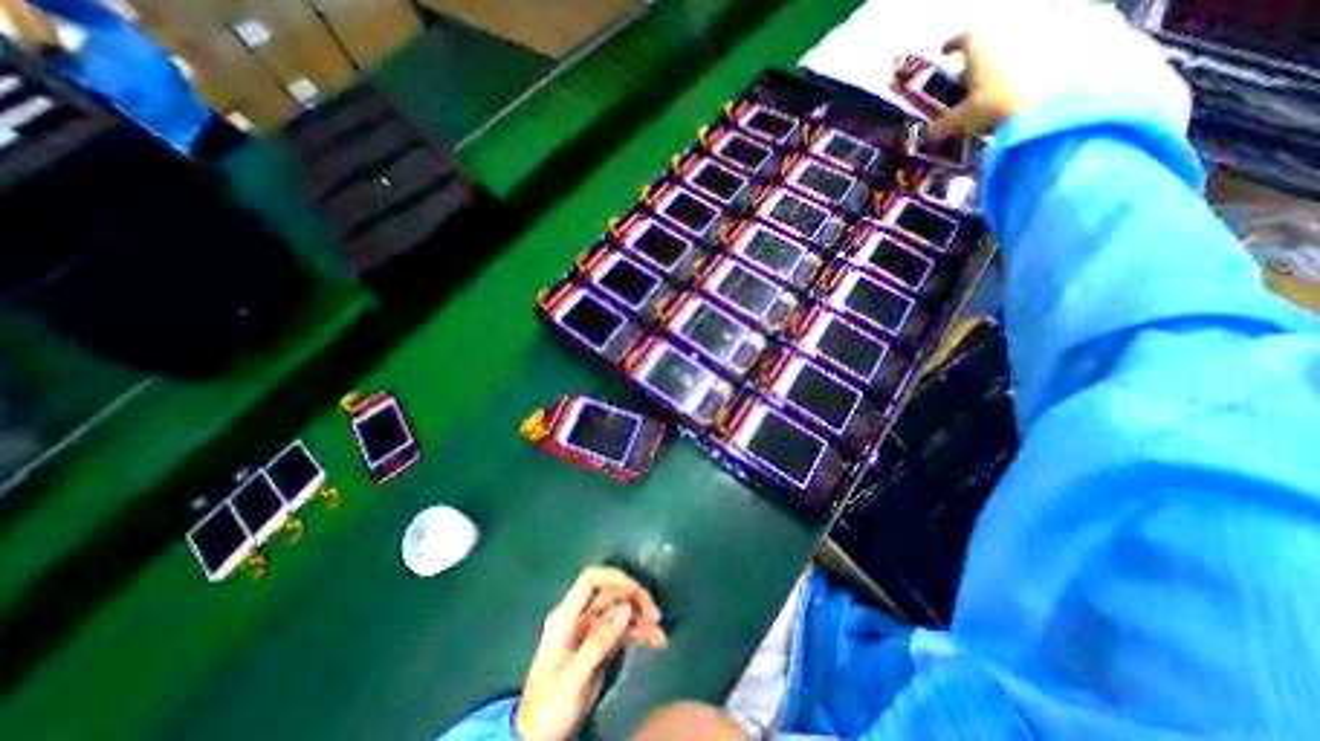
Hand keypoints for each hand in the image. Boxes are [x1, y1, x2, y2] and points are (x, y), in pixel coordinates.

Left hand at [513, 570, 665, 737]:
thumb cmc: (550, 706)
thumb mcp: (574, 676)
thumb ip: (599, 641)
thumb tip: (626, 607)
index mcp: (566, 616)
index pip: (591, 580)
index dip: (614, 578)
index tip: (637, 591)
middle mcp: (580, 617)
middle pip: (610, 593)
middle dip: (634, 598)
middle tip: (655, 615)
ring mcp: (592, 631)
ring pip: (621, 611)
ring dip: (641, 617)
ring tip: (660, 634)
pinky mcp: (602, 646)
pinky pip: (625, 630)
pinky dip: (641, 633)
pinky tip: (656, 641)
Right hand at [920, 1, 1191, 141]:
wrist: (1067, 97)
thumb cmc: (999, 105)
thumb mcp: (964, 121)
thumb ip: (945, 125)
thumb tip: (929, 134)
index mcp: (982, 39)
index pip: (960, 38)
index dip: (951, 47)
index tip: (946, 52)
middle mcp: (1017, 19)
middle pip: (998, 35)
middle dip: (990, 52)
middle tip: (982, 74)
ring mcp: (1058, 16)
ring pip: (1032, 34)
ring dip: (1022, 52)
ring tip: (1017, 77)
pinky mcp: (1095, 22)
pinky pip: (1069, 36)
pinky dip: (1057, 53)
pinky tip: (1052, 74)